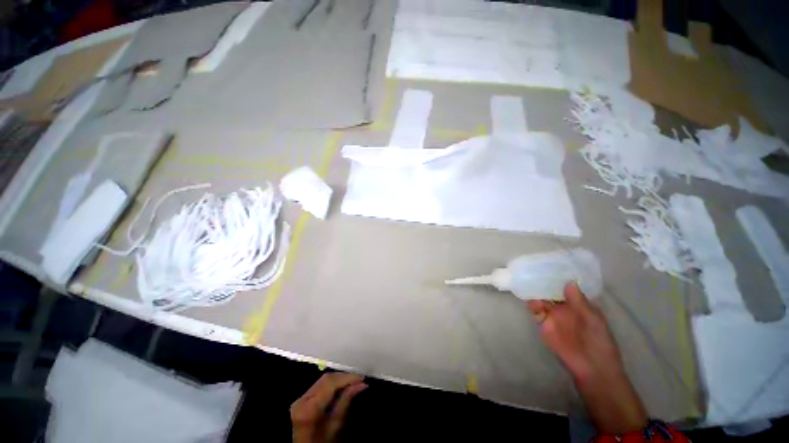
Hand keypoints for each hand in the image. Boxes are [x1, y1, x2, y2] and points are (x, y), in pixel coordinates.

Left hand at [291, 372, 366, 442]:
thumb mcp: (334, 427)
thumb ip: (345, 402)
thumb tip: (360, 385)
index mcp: (309, 408)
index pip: (330, 382)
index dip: (347, 377)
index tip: (361, 378)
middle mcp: (302, 400)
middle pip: (326, 379)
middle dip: (344, 377)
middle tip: (359, 379)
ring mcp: (299, 399)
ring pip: (322, 380)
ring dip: (338, 379)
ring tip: (352, 382)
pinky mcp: (301, 400)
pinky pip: (318, 386)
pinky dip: (331, 384)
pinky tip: (341, 387)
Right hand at [528, 282, 647, 434]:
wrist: (592, 368)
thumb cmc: (599, 342)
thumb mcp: (593, 320)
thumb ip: (579, 302)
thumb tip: (569, 281)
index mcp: (578, 304)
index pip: (565, 287)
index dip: (557, 277)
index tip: (548, 265)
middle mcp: (563, 307)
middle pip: (550, 291)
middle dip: (542, 282)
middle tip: (533, 270)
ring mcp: (552, 316)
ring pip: (540, 299)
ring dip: (535, 292)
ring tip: (529, 284)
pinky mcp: (543, 325)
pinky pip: (535, 312)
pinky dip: (532, 305)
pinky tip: (532, 302)